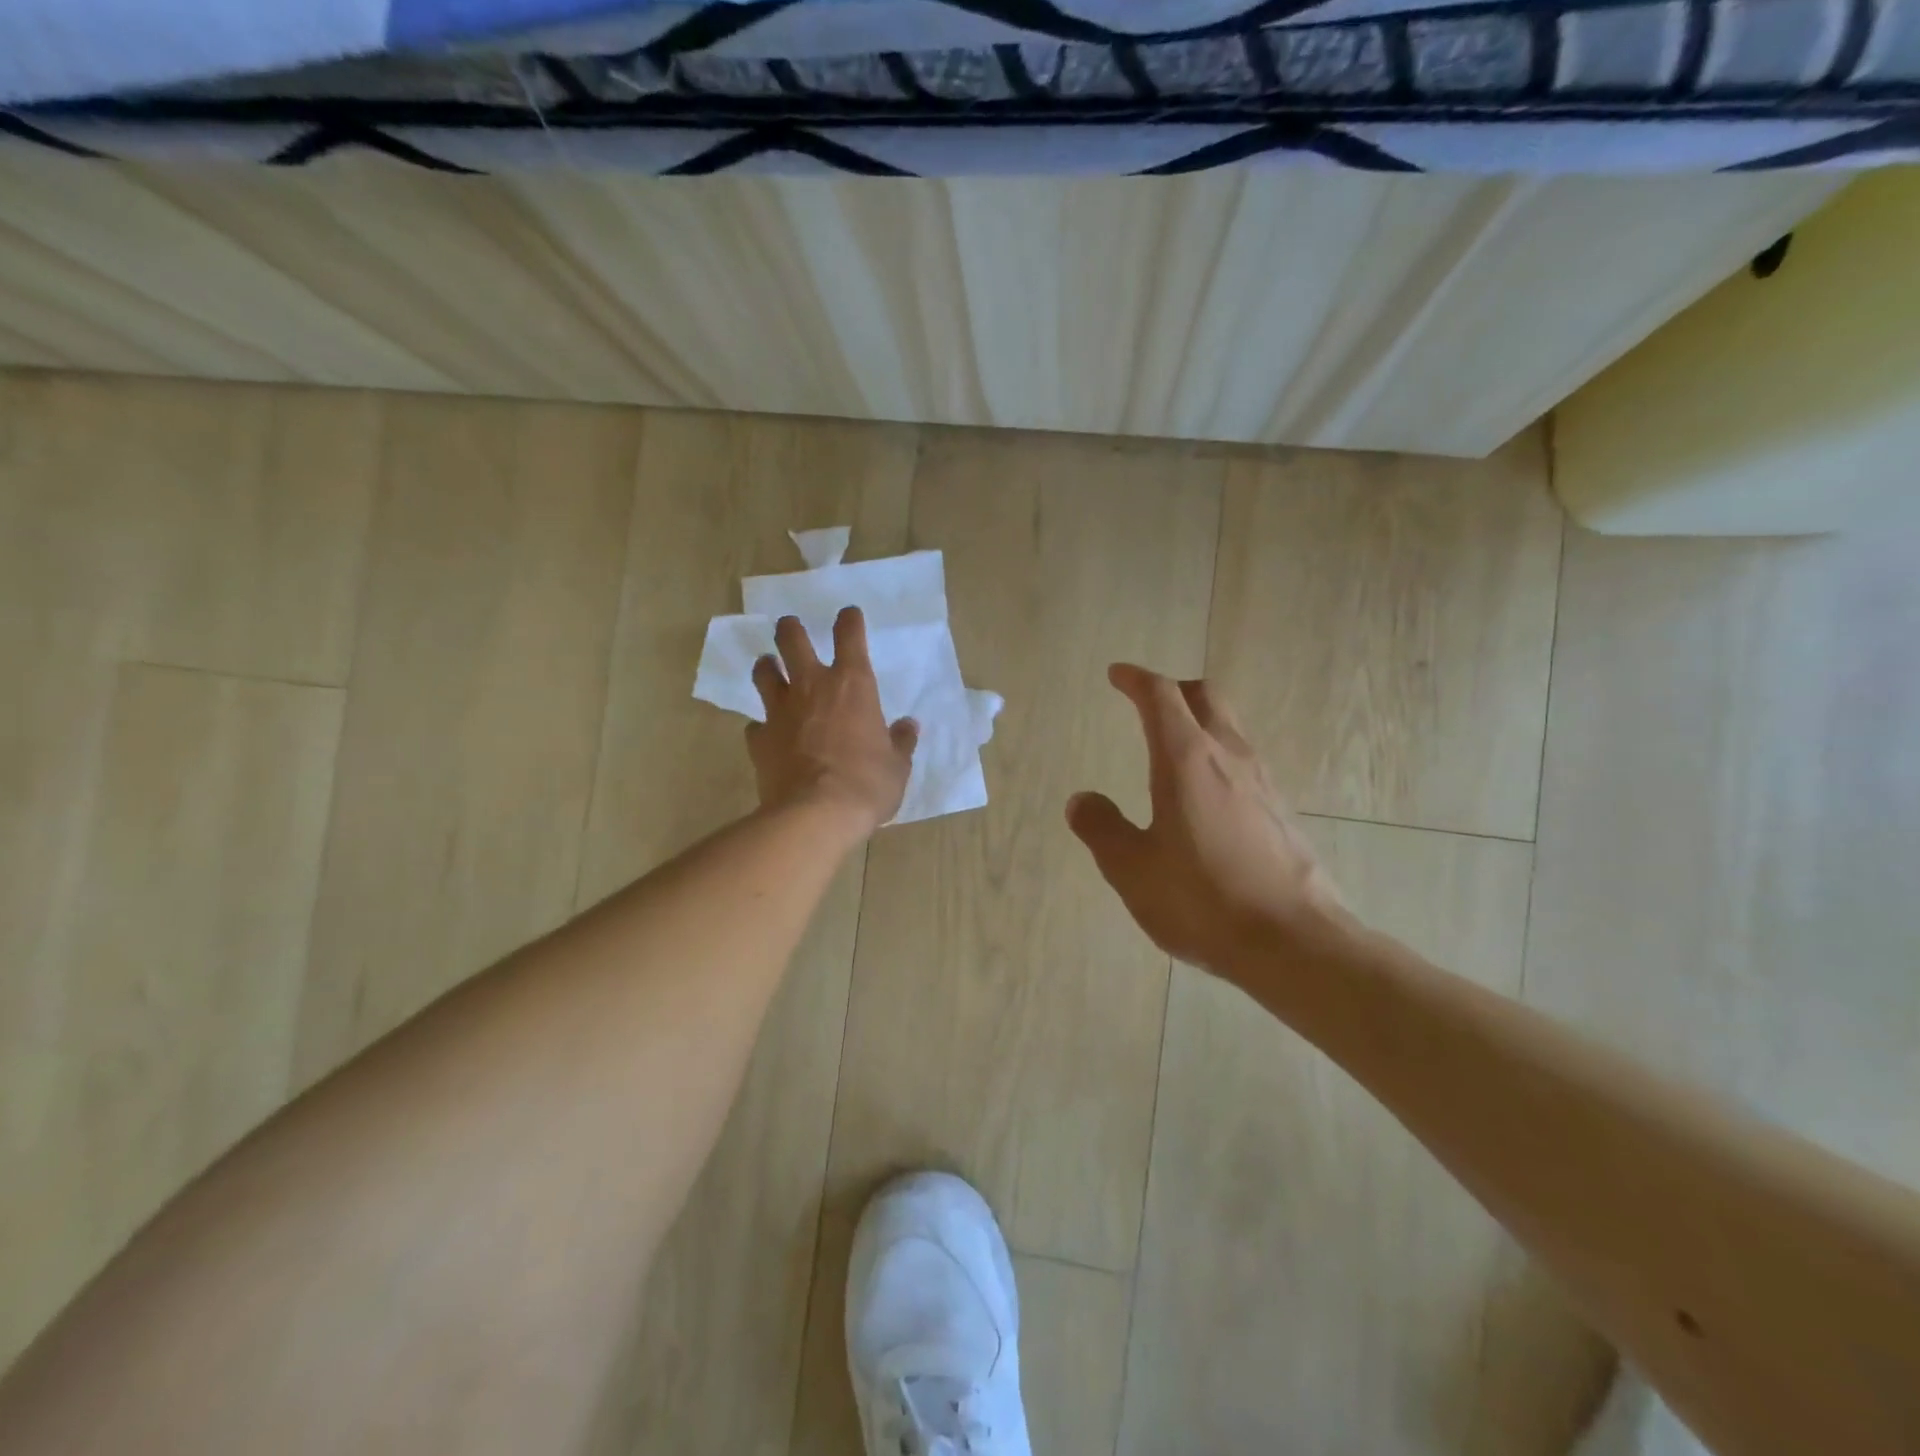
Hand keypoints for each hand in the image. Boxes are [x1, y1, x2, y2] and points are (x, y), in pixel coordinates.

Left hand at [747, 607, 917, 836]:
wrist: (816, 814)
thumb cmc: (867, 784)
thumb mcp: (897, 766)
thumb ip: (900, 742)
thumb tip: (908, 727)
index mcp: (853, 685)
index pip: (849, 636)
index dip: (849, 621)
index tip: (848, 615)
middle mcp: (812, 687)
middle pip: (792, 639)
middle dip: (791, 629)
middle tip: (790, 628)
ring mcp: (780, 711)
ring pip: (764, 672)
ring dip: (767, 666)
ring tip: (769, 667)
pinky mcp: (759, 740)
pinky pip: (756, 725)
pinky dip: (762, 726)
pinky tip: (767, 734)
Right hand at [1066, 664, 1343, 982]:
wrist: (1293, 942)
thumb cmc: (1203, 900)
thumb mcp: (1133, 869)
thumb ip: (1102, 829)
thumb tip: (1082, 800)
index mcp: (1186, 760)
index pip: (1161, 697)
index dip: (1136, 679)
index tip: (1118, 675)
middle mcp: (1229, 757)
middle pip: (1205, 697)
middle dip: (1174, 690)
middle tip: (1148, 702)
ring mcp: (1263, 782)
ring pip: (1230, 727)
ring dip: (1200, 722)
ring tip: (1174, 747)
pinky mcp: (1282, 810)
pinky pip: (1245, 762)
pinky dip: (1219, 756)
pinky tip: (1208, 795)